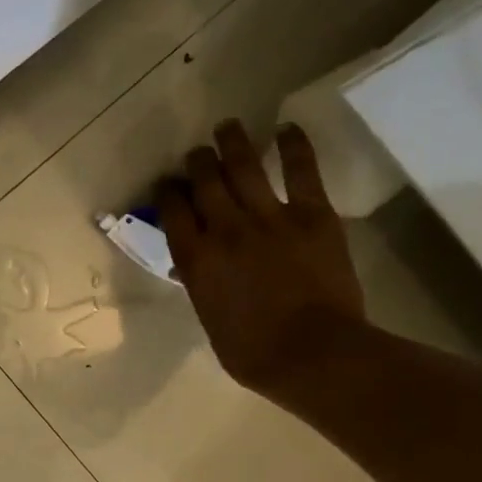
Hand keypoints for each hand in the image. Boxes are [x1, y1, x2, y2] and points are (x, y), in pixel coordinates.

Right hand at [158, 121, 365, 398]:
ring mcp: (269, 218)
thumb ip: (202, 285)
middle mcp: (225, 229)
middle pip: (204, 181)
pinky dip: (293, 146)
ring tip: (227, 126)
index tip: (168, 184)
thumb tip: (198, 267)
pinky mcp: (311, 215)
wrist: (313, 354)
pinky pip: (300, 171)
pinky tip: (286, 128)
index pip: (173, 210)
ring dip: (233, 142)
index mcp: (196, 259)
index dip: (167, 192)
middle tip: (197, 154)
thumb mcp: (210, 319)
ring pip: (244, 167)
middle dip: (197, 162)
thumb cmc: (253, 353)